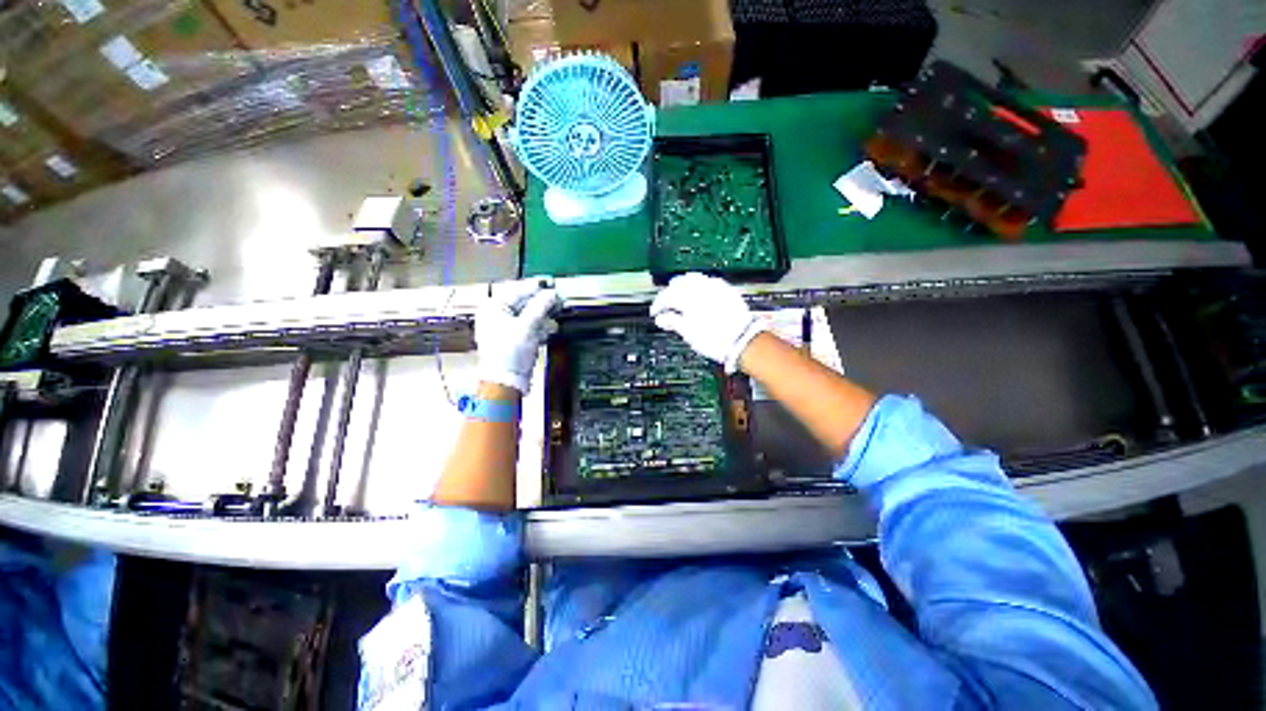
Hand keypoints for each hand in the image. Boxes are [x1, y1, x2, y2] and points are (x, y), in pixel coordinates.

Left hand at [476, 282, 558, 393]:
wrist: (505, 382)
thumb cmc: (509, 354)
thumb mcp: (528, 326)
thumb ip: (541, 306)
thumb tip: (551, 293)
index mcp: (493, 307)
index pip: (518, 289)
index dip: (537, 287)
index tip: (553, 284)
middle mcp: (495, 314)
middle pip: (522, 301)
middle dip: (541, 301)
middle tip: (558, 299)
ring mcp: (502, 327)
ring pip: (526, 313)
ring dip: (542, 314)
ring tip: (556, 312)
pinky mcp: (511, 338)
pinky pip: (526, 325)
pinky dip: (538, 324)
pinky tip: (548, 326)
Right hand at [650, 273, 764, 372]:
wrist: (742, 341)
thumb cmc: (716, 340)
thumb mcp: (689, 334)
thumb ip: (673, 322)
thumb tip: (661, 319)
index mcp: (688, 299)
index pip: (666, 296)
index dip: (658, 305)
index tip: (655, 313)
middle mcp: (701, 289)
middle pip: (679, 283)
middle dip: (670, 292)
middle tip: (666, 304)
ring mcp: (715, 287)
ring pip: (694, 278)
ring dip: (684, 286)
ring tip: (681, 297)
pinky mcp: (727, 289)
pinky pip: (709, 281)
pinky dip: (700, 286)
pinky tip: (700, 294)